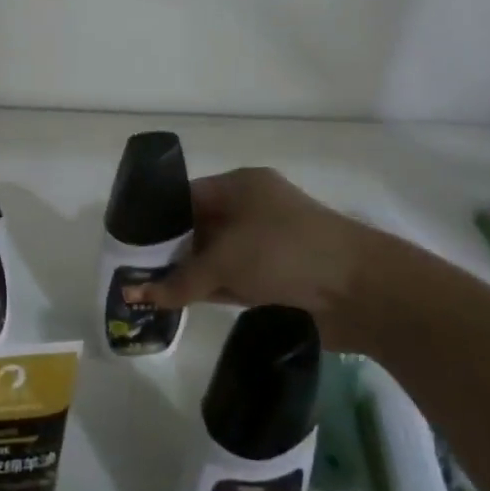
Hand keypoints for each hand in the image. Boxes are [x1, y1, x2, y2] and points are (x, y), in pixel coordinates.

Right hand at [133, 168, 387, 347]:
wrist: (360, 290)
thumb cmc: (284, 253)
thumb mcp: (225, 261)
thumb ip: (178, 280)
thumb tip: (134, 294)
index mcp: (241, 186)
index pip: (187, 196)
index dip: (157, 218)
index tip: (129, 242)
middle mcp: (252, 210)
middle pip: (199, 227)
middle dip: (170, 250)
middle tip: (133, 270)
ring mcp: (266, 244)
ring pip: (215, 256)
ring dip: (189, 273)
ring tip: (147, 290)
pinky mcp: (276, 276)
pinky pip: (232, 279)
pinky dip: (211, 289)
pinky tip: (181, 303)